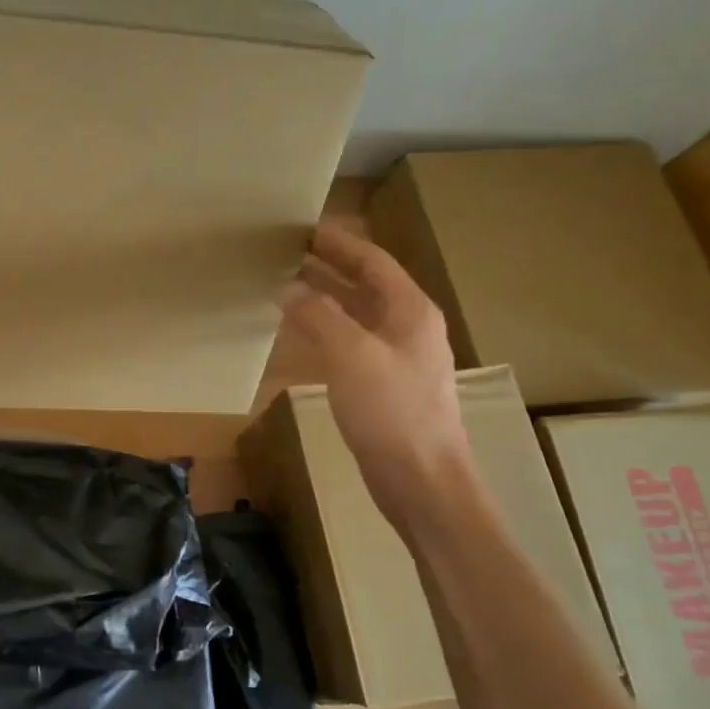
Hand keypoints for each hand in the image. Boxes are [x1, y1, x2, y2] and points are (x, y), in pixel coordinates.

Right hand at [281, 223, 471, 513]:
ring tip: (286, 284)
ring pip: (356, 315)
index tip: (305, 227)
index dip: (340, 243)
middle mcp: (407, 328)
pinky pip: (350, 343)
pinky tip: (300, 332)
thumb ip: (318, 315)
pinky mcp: (383, 386)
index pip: (373, 262)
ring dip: (325, 297)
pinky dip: (325, 329)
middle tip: (288, 251)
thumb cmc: (392, 412)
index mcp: (410, 312)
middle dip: (330, 266)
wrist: (422, 480)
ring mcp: (397, 359)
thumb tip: (287, 287)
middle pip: (366, 285)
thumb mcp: (351, 355)